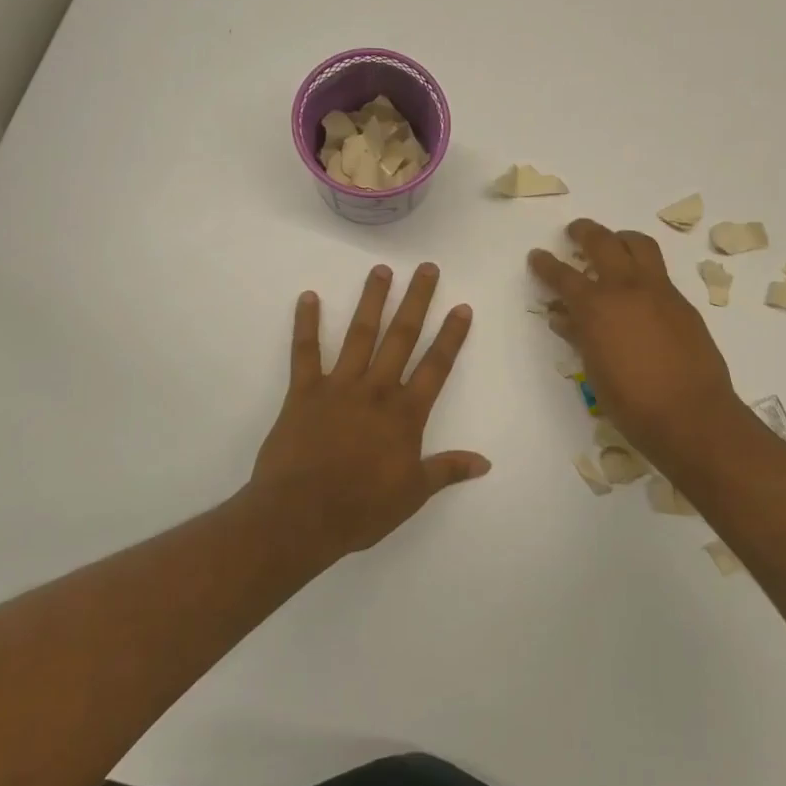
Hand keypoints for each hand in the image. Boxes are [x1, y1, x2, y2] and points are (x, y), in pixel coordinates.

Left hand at [250, 263, 487, 558]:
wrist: (300, 516)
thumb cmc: (361, 508)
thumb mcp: (413, 494)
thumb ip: (447, 470)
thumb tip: (485, 462)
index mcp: (405, 414)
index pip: (436, 366)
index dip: (451, 336)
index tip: (461, 306)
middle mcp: (376, 390)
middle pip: (402, 337)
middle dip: (417, 301)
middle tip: (427, 268)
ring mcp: (339, 387)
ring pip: (359, 335)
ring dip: (371, 301)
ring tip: (381, 270)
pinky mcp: (303, 392)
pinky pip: (305, 352)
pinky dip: (305, 324)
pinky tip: (307, 297)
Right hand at [528, 219, 745, 457]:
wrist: (691, 414)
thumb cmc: (632, 403)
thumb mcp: (594, 370)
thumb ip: (579, 336)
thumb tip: (564, 317)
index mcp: (596, 307)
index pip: (563, 276)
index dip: (545, 264)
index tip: (537, 255)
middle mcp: (626, 287)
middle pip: (602, 242)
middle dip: (584, 232)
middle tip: (575, 231)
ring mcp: (659, 290)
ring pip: (639, 245)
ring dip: (620, 238)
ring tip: (613, 243)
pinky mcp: (682, 302)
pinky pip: (659, 271)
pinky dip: (643, 267)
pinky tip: (639, 287)